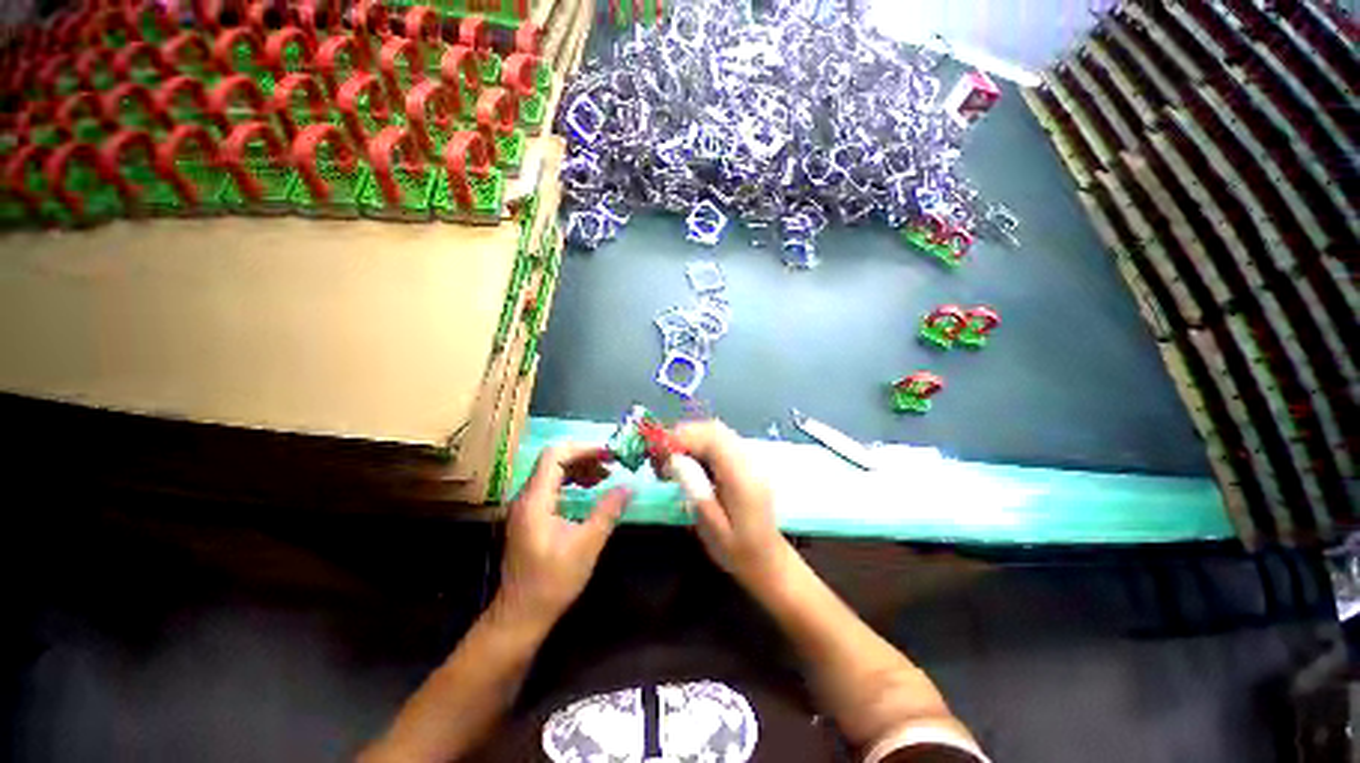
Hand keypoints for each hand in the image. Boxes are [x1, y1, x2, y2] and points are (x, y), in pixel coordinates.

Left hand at [498, 444, 630, 626]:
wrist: (521, 615)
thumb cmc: (553, 582)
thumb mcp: (587, 545)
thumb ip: (607, 511)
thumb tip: (629, 487)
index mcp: (535, 501)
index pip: (554, 456)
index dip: (582, 449)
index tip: (608, 454)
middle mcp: (526, 498)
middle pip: (553, 460)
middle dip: (584, 457)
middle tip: (611, 463)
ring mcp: (525, 507)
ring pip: (552, 472)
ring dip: (579, 469)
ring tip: (605, 475)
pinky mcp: (530, 516)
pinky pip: (551, 487)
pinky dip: (572, 482)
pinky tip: (590, 490)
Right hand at [671, 420, 790, 589]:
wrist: (769, 562)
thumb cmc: (738, 552)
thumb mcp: (712, 527)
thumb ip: (695, 490)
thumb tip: (674, 459)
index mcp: (741, 477)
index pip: (712, 439)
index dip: (683, 437)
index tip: (660, 451)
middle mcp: (749, 461)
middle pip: (715, 429)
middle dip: (685, 434)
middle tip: (662, 454)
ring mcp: (751, 460)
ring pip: (719, 432)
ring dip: (692, 438)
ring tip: (672, 457)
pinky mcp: (747, 463)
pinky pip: (722, 442)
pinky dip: (702, 444)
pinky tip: (690, 461)